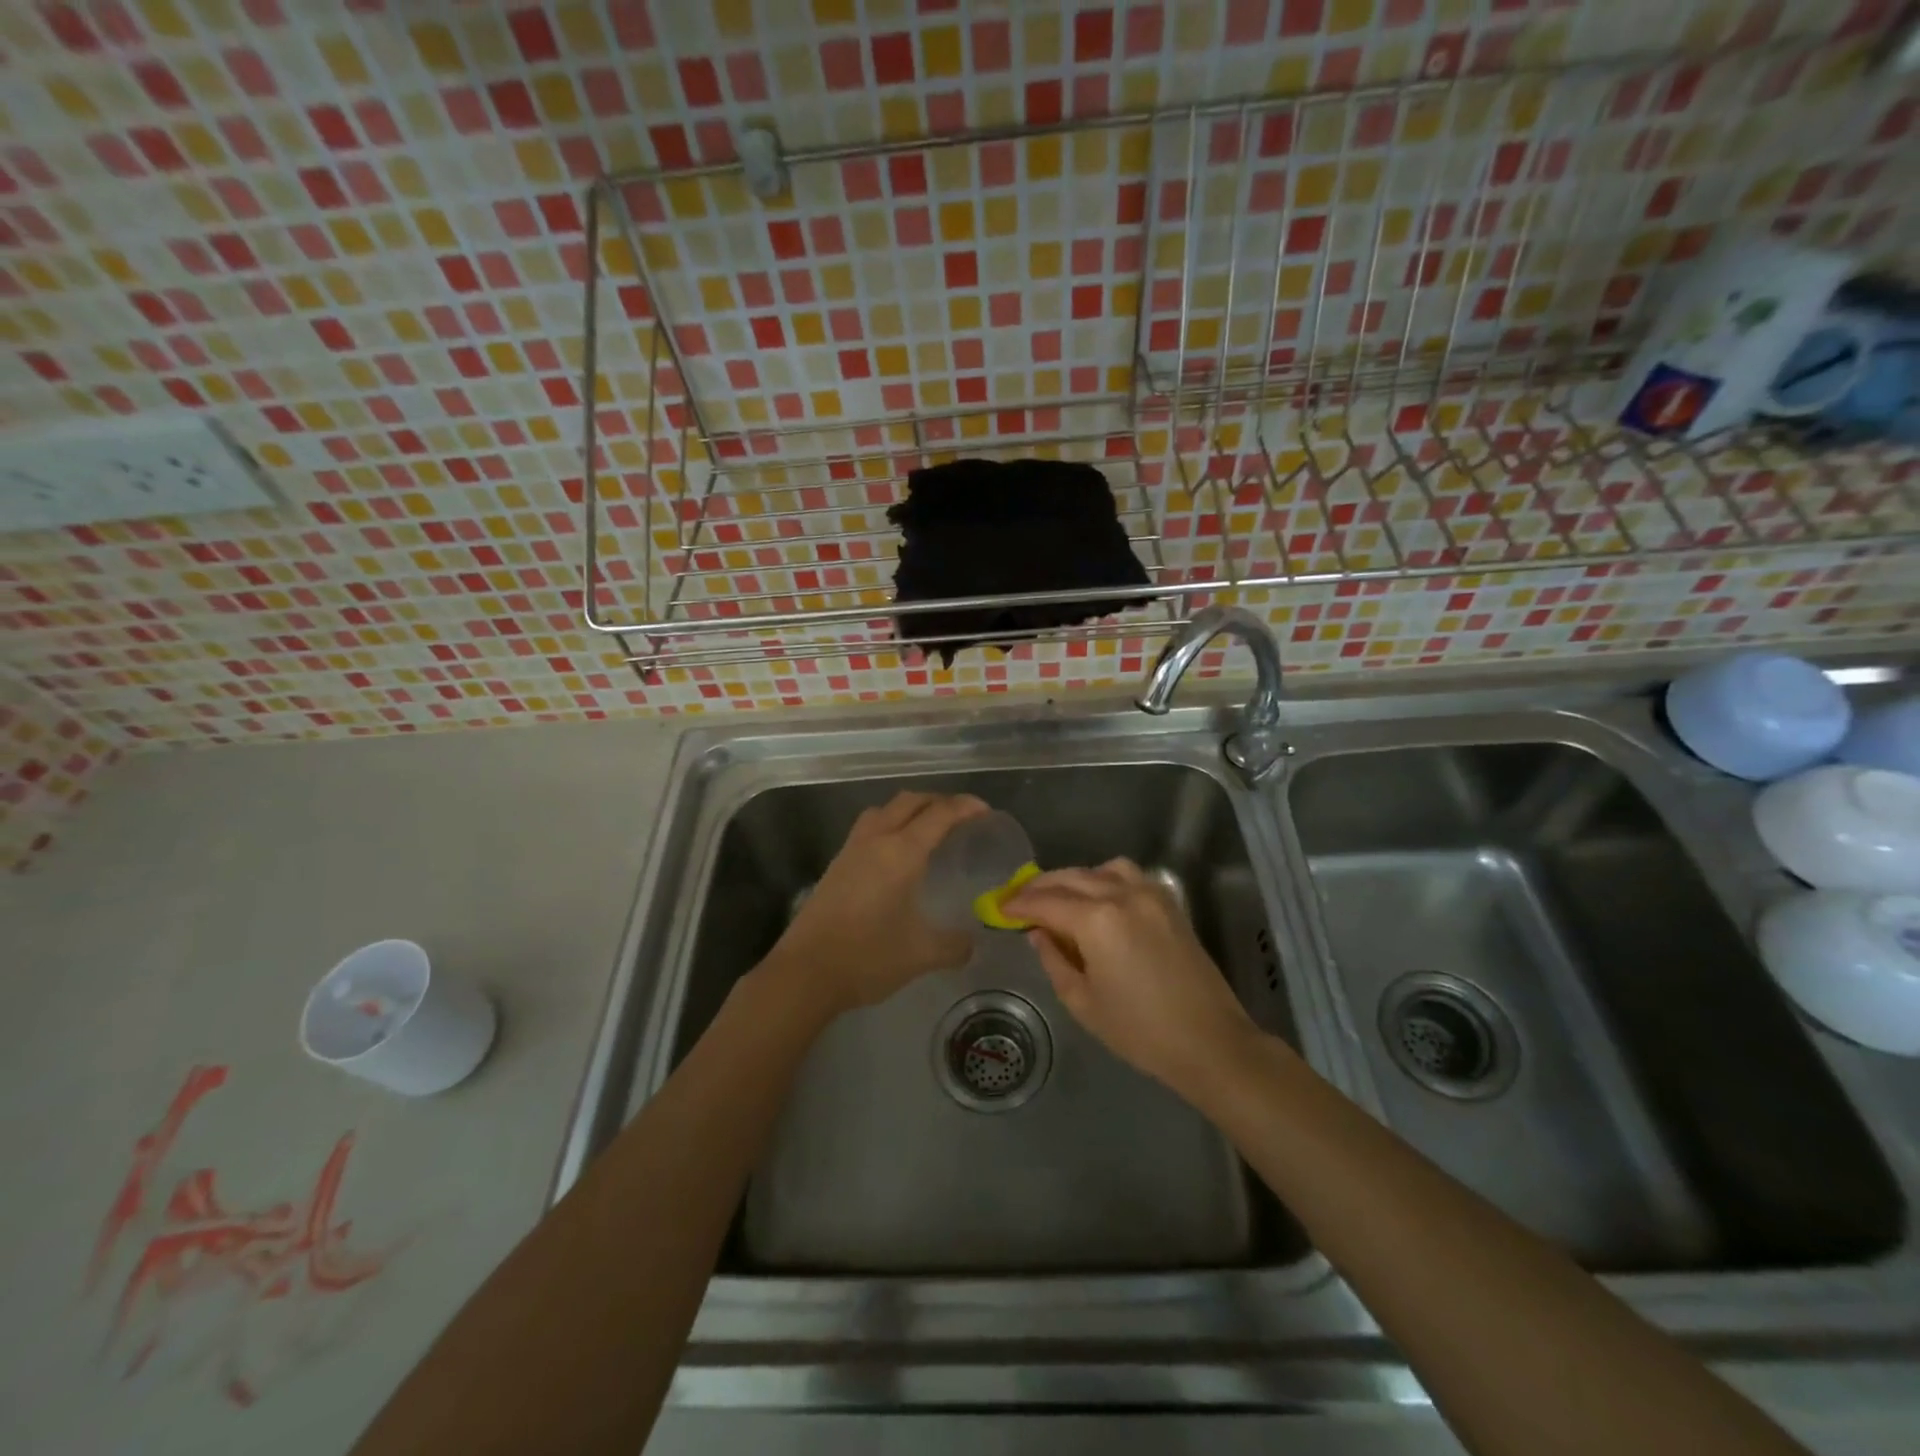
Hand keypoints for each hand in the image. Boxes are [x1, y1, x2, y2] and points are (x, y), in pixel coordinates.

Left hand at [763, 790, 989, 1018]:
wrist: (806, 972)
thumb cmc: (868, 957)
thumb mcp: (921, 954)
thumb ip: (954, 946)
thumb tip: (972, 943)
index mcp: (901, 852)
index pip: (939, 814)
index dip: (965, 807)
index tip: (985, 811)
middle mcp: (876, 840)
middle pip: (910, 801)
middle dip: (938, 800)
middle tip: (961, 816)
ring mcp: (851, 850)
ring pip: (884, 810)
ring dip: (909, 808)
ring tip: (927, 828)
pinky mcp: (836, 864)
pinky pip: (868, 827)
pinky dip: (889, 824)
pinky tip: (895, 854)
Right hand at [1004, 859, 1258, 1096]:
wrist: (1210, 1042)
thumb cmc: (1140, 1031)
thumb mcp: (1083, 1002)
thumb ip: (1054, 960)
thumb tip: (1038, 933)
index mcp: (1097, 920)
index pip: (1046, 902)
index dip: (1019, 905)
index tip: (1000, 908)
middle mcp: (1122, 895)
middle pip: (1070, 878)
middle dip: (1040, 887)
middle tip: (1019, 900)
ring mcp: (1150, 894)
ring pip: (1100, 869)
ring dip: (1074, 878)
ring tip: (1059, 898)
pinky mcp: (1169, 902)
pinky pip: (1129, 875)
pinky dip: (1105, 878)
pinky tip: (1098, 899)